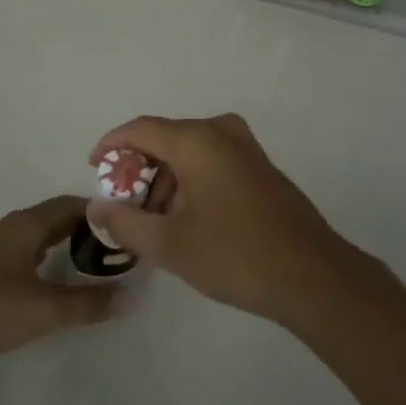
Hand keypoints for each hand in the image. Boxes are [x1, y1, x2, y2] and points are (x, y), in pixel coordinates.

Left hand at [0, 196, 125, 370]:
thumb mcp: (44, 311)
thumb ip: (88, 304)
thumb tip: (130, 297)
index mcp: (25, 225)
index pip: (70, 204)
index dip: (99, 212)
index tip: (124, 226)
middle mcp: (10, 226)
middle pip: (54, 215)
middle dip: (85, 227)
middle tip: (114, 246)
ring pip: (38, 232)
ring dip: (64, 240)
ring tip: (90, 260)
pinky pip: (25, 246)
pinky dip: (46, 252)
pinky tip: (52, 275)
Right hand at [85, 114, 354, 325]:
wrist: (311, 275)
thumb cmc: (234, 254)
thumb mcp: (169, 244)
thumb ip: (125, 222)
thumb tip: (97, 206)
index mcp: (196, 139)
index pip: (140, 129)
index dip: (112, 146)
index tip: (93, 168)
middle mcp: (221, 131)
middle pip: (165, 140)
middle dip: (139, 172)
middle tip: (124, 209)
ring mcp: (245, 147)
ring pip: (189, 152)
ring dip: (165, 181)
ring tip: (154, 225)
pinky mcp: (260, 166)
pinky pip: (211, 161)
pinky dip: (190, 183)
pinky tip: (186, 221)